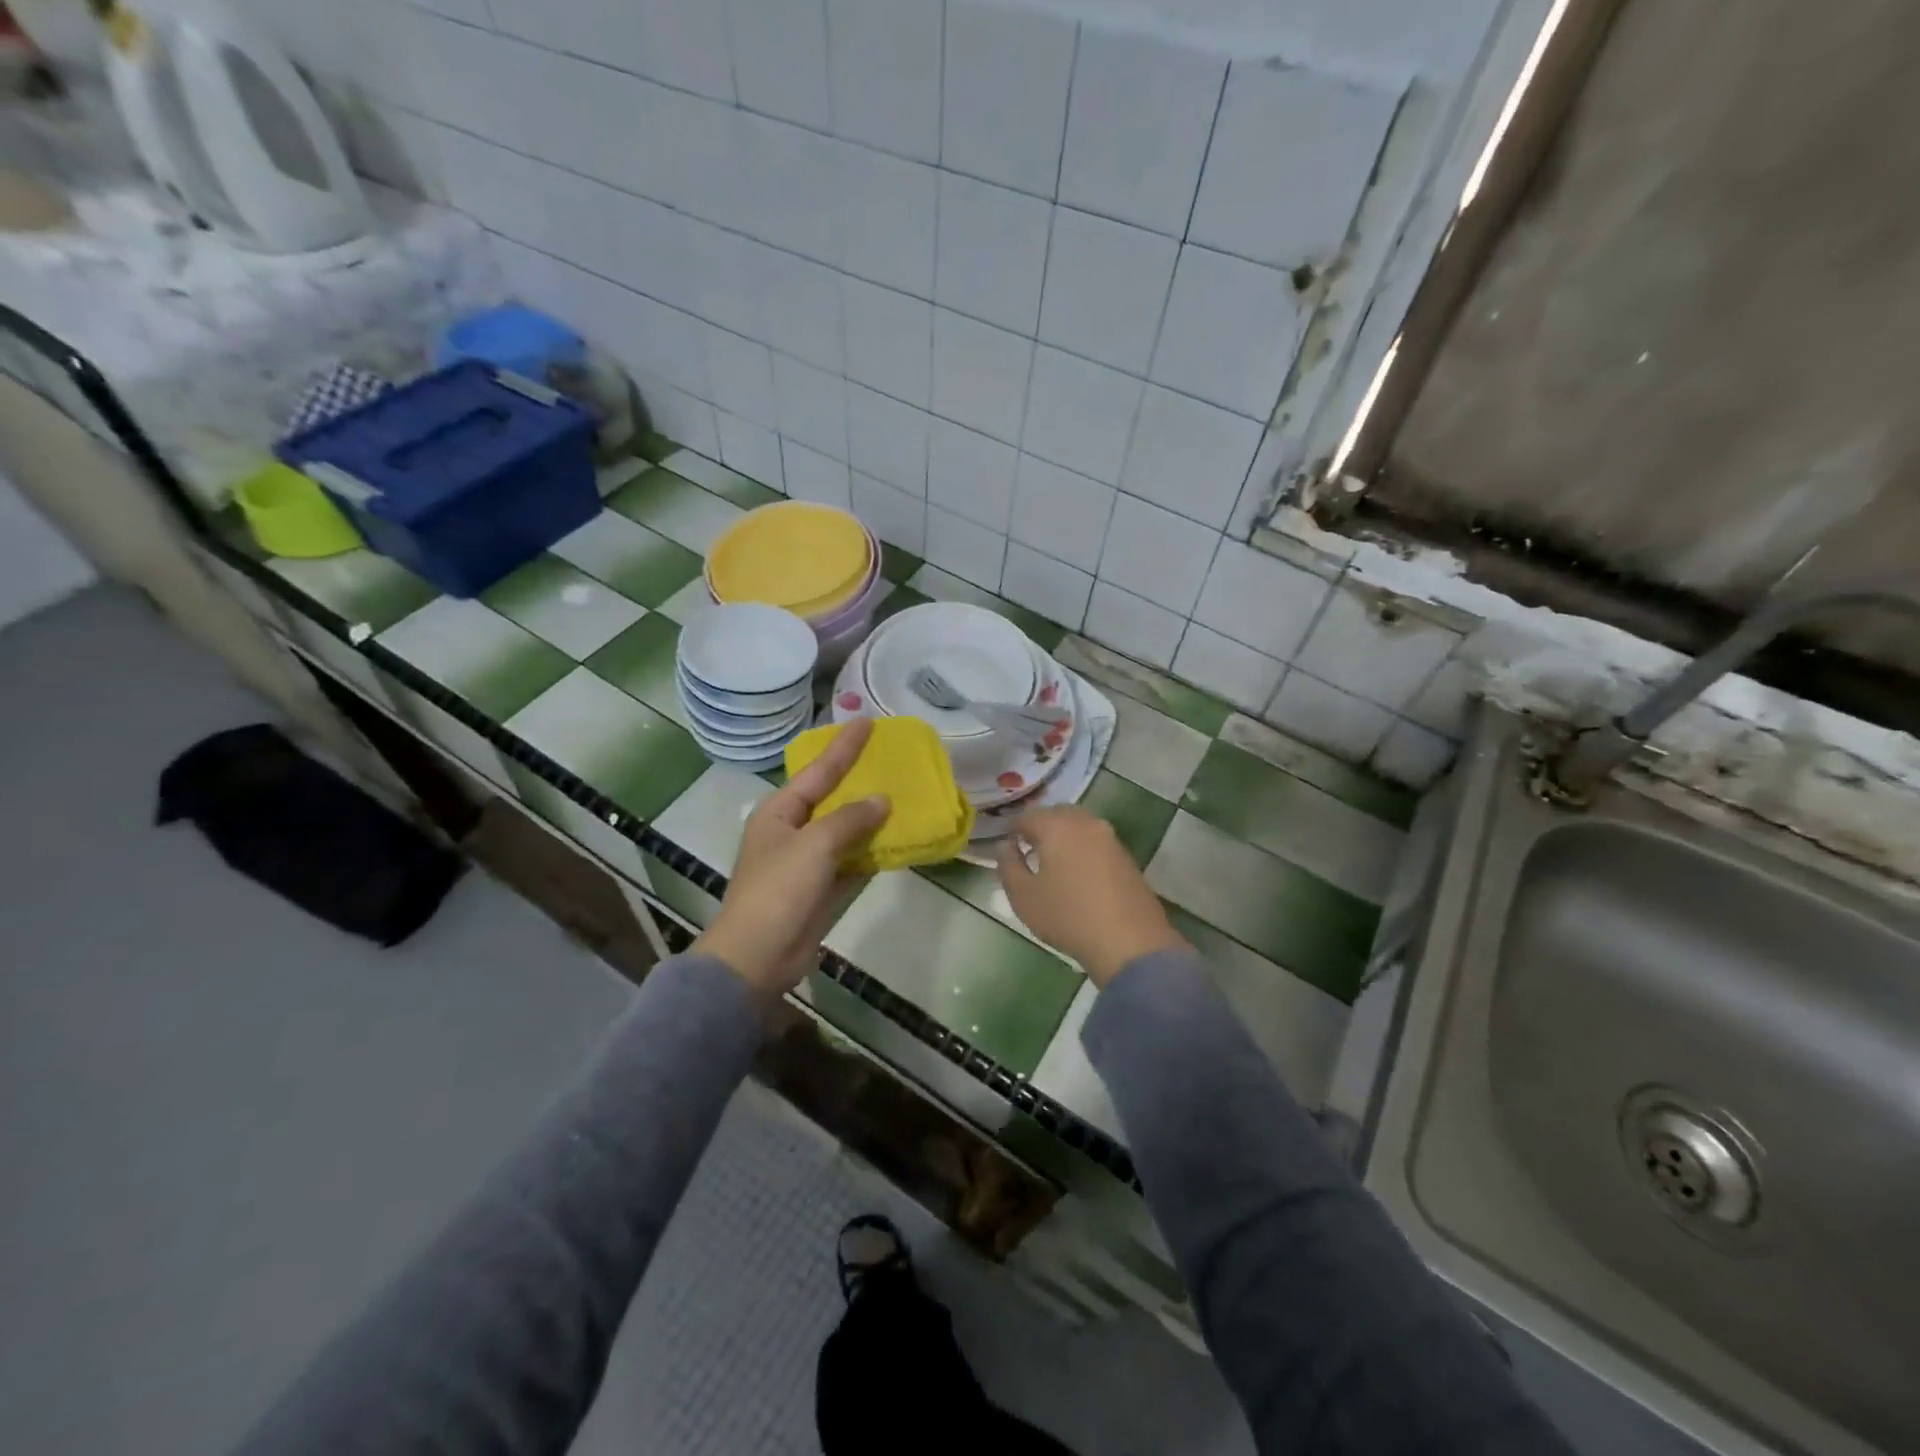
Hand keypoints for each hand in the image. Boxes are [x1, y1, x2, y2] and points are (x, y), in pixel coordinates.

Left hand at [694, 719, 890, 997]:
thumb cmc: (778, 891)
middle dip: (859, 779)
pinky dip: (872, 851)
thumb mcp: (814, 845)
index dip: (844, 746)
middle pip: (832, 797)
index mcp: (780, 812)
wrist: (757, 957)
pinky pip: (852, 861)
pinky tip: (896, 839)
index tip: (868, 722)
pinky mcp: (822, 889)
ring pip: (845, 830)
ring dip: (870, 817)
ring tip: (902, 794)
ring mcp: (807, 862)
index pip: (819, 771)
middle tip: (889, 756)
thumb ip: (850, 819)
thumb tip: (882, 801)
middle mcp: (792, 831)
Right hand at [996, 807, 1188, 986]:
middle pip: (1057, 814)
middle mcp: (1085, 823)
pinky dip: (1083, 848)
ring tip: (1052, 860)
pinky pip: (1097, 842)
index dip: (1012, 827)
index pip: (1027, 816)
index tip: (1005, 842)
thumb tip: (1006, 845)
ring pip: (1080, 825)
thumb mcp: (1023, 896)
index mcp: (1057, 826)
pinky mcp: (1127, 857)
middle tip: (1028, 847)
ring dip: (1064, 835)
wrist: (1130, 942)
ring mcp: (1111, 838)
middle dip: (1040, 826)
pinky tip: (1078, 871)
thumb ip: (1008, 865)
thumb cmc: (1067, 916)